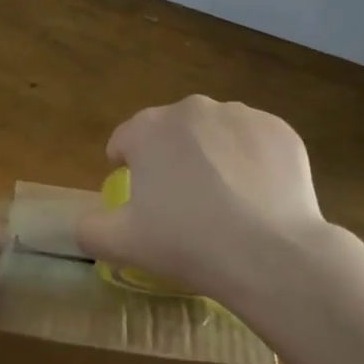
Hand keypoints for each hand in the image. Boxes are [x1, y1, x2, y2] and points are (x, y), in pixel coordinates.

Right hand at [78, 96, 331, 301]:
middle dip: (171, 158)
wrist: (270, 254)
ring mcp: (240, 115)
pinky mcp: (279, 130)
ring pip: (214, 133)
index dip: (126, 166)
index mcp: (148, 128)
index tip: (138, 197)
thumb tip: (84, 223)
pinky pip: (255, 142)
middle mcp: (192, 109)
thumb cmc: (187, 243)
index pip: (124, 139)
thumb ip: (90, 229)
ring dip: (212, 156)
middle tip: (182, 203)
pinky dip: (251, 161)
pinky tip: (257, 196)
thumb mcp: (122, 244)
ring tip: (225, 201)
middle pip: (171, 132)